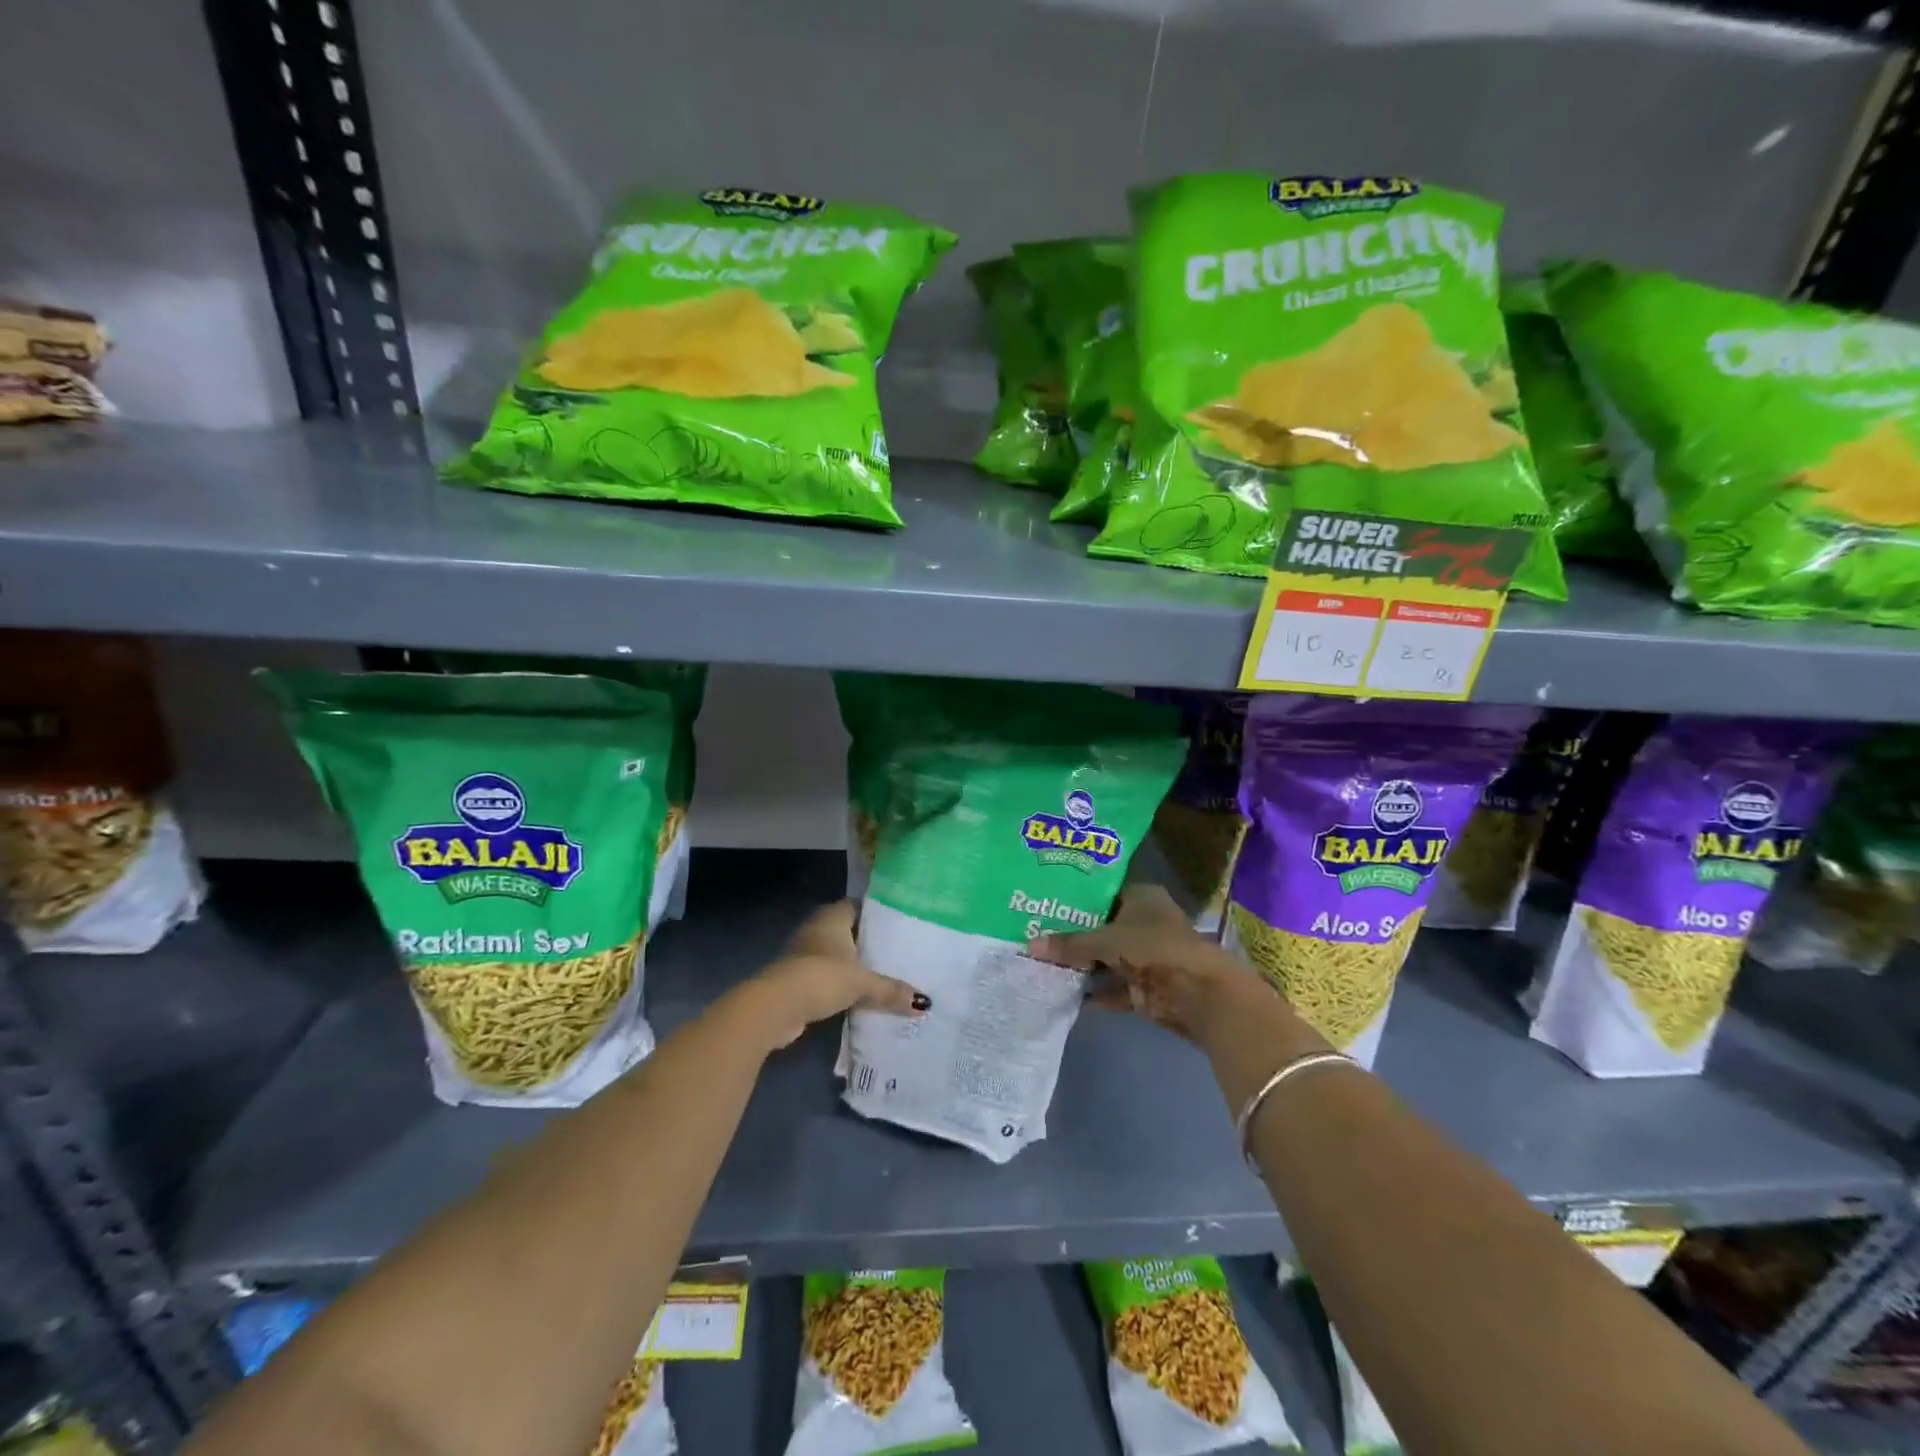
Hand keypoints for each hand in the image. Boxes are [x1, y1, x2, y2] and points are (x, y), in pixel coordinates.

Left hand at [736, 900, 928, 1050]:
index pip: (858, 905)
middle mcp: (816, 928)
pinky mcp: (796, 978)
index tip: (899, 924)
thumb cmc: (821, 977)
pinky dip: (839, 983)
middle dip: (868, 942)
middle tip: (897, 952)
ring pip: (836, 954)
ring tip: (883, 974)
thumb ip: (890, 990)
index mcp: (832, 917)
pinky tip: (859, 995)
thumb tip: (924, 1004)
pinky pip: (825, 975)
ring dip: (853, 965)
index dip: (877, 913)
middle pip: (848, 930)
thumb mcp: (862, 983)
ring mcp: (803, 953)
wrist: (775, 1007)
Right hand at [1032, 884, 1252, 1042]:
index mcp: (1142, 897)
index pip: (1103, 892)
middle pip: (1103, 928)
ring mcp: (1147, 957)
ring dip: (1083, 966)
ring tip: (1043, 965)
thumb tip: (1030, 946)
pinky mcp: (1148, 988)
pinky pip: (1115, 988)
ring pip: (1108, 959)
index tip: (1044, 904)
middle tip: (1036, 934)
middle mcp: (1145, 922)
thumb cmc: (1153, 947)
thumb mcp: (1105, 940)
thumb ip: (1069, 944)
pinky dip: (1096, 993)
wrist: (1199, 992)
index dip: (1076, 899)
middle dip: (1074, 936)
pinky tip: (1066, 995)